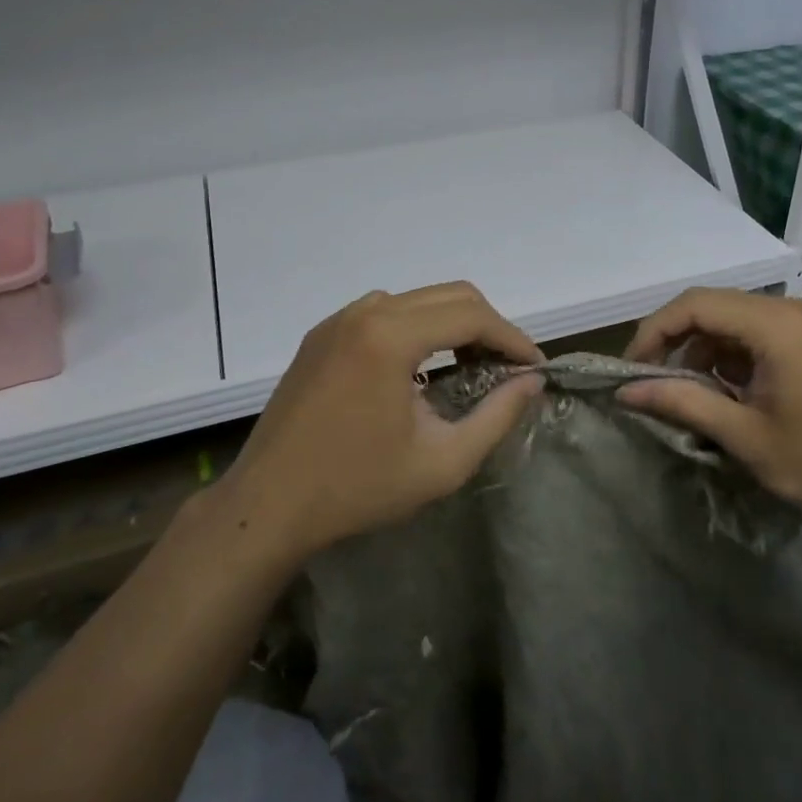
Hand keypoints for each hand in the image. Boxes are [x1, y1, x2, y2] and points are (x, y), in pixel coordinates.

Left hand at [214, 282, 545, 563]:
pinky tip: (419, 368)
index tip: (534, 366)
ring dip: (452, 323)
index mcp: (390, 337)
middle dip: (488, 325)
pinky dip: (416, 327)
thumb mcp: (442, 462)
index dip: (511, 338)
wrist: (267, 506)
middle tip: (507, 366)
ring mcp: (337, 320)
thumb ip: (497, 416)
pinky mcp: (321, 335)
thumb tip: (532, 382)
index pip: (471, 316)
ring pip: (416, 299)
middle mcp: (364, 313)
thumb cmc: (357, 488)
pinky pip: (383, 312)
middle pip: (448, 295)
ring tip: (468, 366)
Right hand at [620, 288, 801, 522]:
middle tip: (649, 381)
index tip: (631, 370)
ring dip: (700, 351)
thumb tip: (626, 391)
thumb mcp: (745, 435)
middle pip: (709, 306)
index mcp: (773, 324)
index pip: (693, 305)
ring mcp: (801, 322)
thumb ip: (683, 404)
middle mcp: (786, 309)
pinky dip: (727, 357)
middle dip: (673, 341)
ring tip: (686, 394)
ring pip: (729, 321)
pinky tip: (724, 393)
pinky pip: (752, 334)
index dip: (653, 332)